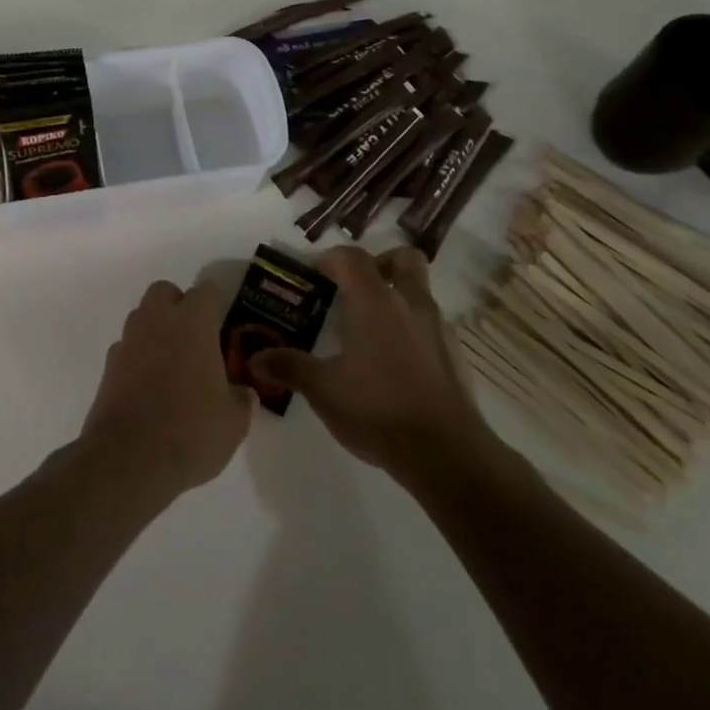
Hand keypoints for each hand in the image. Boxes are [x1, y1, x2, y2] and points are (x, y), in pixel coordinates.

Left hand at [79, 280, 252, 500]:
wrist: (127, 461)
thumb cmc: (190, 431)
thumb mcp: (234, 422)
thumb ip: (241, 399)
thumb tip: (242, 393)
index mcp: (192, 323)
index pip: (207, 291)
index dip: (218, 304)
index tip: (226, 325)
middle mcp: (156, 322)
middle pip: (165, 292)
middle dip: (179, 306)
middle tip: (196, 339)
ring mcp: (127, 343)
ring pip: (142, 318)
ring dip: (157, 331)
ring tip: (173, 366)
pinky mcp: (107, 368)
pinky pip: (127, 349)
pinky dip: (138, 359)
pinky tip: (150, 389)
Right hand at [248, 246, 488, 476]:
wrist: (445, 452)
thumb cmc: (377, 408)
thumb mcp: (323, 390)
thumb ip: (289, 367)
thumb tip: (255, 358)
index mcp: (375, 301)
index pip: (352, 257)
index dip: (330, 258)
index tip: (313, 275)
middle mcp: (410, 303)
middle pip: (402, 258)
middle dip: (379, 263)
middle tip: (355, 288)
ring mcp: (438, 328)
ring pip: (419, 292)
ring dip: (397, 297)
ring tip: (370, 330)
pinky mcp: (454, 355)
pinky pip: (430, 325)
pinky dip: (412, 329)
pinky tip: (394, 363)